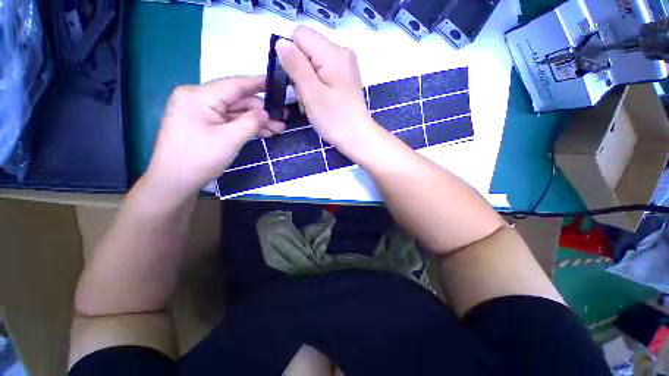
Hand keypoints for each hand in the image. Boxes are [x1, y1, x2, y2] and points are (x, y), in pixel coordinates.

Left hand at [146, 77, 284, 197]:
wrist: (174, 182)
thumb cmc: (200, 159)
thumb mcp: (230, 139)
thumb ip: (251, 122)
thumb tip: (266, 112)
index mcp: (198, 96)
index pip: (234, 85)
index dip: (258, 84)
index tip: (277, 84)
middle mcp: (197, 98)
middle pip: (236, 100)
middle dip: (260, 111)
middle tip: (282, 119)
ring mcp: (198, 112)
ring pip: (234, 112)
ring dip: (255, 121)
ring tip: (278, 129)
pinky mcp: (202, 124)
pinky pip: (227, 121)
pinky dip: (244, 126)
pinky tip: (262, 132)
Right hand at [275, 27, 375, 147]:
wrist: (357, 138)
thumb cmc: (335, 119)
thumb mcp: (312, 93)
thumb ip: (296, 66)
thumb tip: (280, 42)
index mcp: (334, 53)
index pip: (300, 35)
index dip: (292, 56)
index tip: (297, 81)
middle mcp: (341, 53)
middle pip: (307, 50)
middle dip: (299, 72)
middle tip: (307, 97)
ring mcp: (344, 67)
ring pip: (313, 64)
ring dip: (307, 82)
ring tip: (313, 103)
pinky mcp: (344, 79)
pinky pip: (322, 74)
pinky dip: (316, 87)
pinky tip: (320, 102)